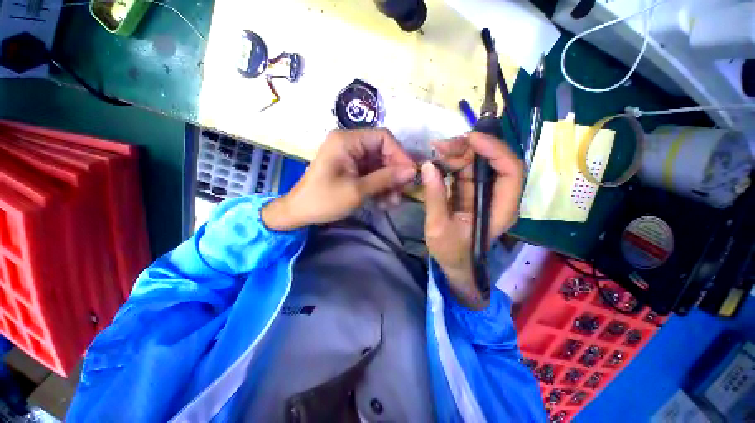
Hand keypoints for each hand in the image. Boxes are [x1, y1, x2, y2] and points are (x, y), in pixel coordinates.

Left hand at [262, 129, 416, 230]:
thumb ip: (385, 178)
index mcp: (347, 141)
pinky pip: (371, 173)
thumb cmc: (324, 200)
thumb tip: (412, 171)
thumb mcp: (357, 190)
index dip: (399, 154)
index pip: (383, 138)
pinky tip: (384, 201)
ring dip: (388, 182)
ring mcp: (350, 156)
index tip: (410, 174)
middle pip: (382, 151)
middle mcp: (349, 143)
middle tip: (403, 192)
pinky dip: (379, 186)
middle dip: (394, 172)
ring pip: (379, 164)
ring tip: (393, 202)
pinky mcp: (350, 168)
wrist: (299, 213)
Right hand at [422, 132, 522, 309]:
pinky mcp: (470, 192)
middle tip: (440, 146)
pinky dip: (451, 163)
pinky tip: (437, 161)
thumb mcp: (438, 227)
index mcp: (500, 209)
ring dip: (457, 153)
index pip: (510, 171)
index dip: (495, 150)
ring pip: (477, 163)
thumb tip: (427, 165)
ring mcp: (483, 193)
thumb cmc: (451, 252)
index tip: (470, 139)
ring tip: (435, 152)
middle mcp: (497, 197)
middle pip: (492, 162)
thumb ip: (435, 197)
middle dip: (468, 148)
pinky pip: (464, 171)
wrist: (454, 265)